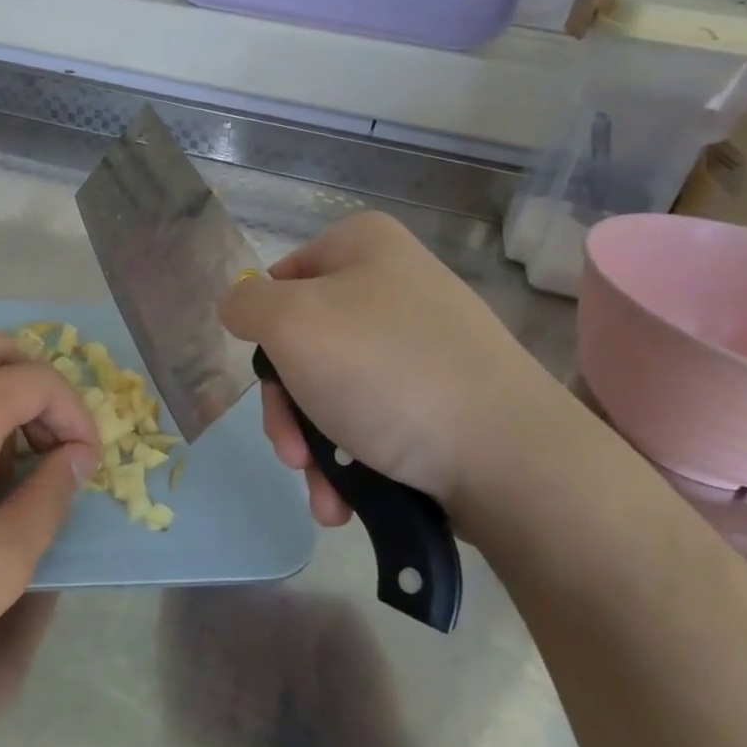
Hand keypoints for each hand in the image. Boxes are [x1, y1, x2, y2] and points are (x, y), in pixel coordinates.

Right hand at [219, 211, 570, 525]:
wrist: (507, 457)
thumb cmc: (384, 372)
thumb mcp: (290, 323)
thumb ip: (245, 305)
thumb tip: (239, 307)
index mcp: (363, 246)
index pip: (280, 280)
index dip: (264, 331)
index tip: (269, 378)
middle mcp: (394, 285)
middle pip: (303, 345)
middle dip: (288, 410)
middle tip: (291, 453)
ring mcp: (422, 344)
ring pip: (332, 391)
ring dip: (314, 448)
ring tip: (325, 493)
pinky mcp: (441, 396)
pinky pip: (373, 418)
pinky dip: (351, 460)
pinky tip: (346, 500)